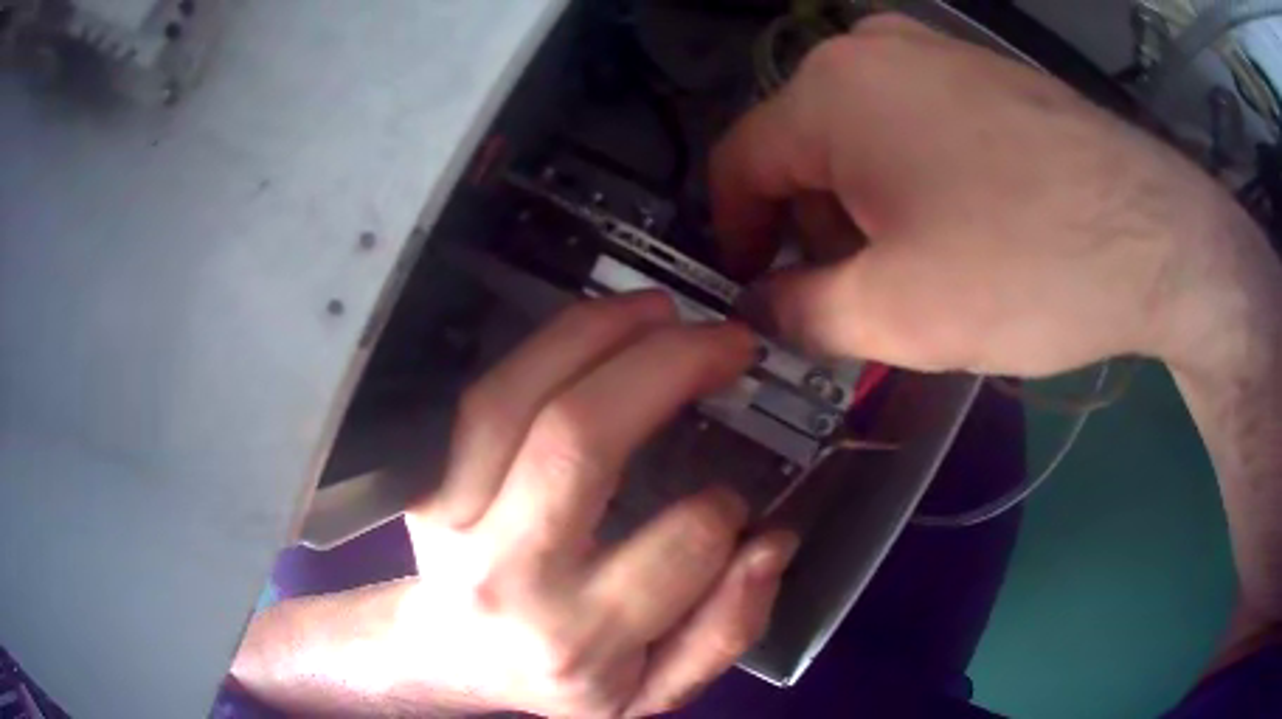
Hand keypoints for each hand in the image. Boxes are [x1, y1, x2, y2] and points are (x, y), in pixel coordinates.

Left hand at [398, 292, 796, 716]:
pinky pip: (482, 398)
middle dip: (665, 368)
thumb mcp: (656, 691)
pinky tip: (594, 329)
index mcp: (579, 638)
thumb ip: (726, 630)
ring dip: (595, 334)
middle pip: (578, 441)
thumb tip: (770, 544)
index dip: (725, 507)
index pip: (676, 548)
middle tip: (726, 341)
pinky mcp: (427, 484)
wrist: (456, 659)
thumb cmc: (565, 679)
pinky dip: (542, 348)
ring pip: (514, 399)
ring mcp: (451, 518)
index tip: (738, 492)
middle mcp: (507, 573)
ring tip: (659, 310)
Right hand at [711, 14, 1266, 376]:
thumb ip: (800, 311)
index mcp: (829, 91)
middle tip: (855, 297)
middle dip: (813, 228)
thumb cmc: (1023, 267)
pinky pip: (914, 123)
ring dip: (865, 207)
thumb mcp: (894, 314)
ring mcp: (934, 52)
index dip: (733, 235)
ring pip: (860, 135)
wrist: (1157, 237)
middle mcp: (870, 49)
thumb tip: (760, 307)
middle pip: (801, 148)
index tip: (755, 291)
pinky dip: (912, 178)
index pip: (737, 164)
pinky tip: (961, 227)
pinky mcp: (983, 73)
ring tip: (916, 269)